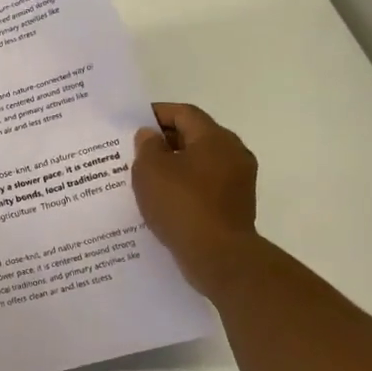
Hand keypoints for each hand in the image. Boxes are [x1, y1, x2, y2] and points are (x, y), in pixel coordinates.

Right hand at [132, 103, 261, 297]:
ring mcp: (238, 181)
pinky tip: (164, 200)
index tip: (133, 122)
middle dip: (165, 141)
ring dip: (174, 165)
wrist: (219, 257)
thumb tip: (151, 136)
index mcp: (215, 138)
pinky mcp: (235, 206)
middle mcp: (233, 154)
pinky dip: (185, 186)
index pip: (184, 113)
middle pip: (195, 136)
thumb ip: (147, 146)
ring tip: (145, 177)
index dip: (157, 113)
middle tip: (135, 150)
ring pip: (200, 162)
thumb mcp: (151, 170)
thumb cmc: (182, 205)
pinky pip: (205, 186)